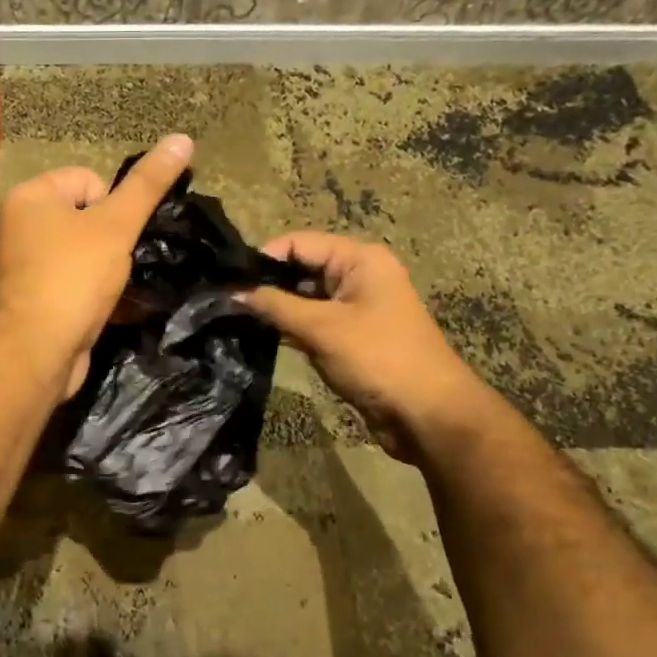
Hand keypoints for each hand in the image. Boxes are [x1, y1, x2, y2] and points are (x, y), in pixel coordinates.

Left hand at [0, 135, 193, 399]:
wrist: (37, 350)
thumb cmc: (74, 276)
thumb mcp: (117, 224)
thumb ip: (148, 185)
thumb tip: (183, 138)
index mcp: (31, 196)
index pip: (89, 180)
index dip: (113, 207)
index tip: (116, 236)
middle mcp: (22, 226)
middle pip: (88, 217)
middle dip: (113, 240)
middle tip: (120, 264)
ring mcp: (27, 265)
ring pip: (86, 253)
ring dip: (110, 269)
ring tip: (118, 288)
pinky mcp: (37, 299)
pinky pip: (77, 283)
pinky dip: (97, 293)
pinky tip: (114, 308)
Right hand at [243, 232, 489, 460]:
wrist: (428, 414)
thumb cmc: (377, 358)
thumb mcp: (321, 328)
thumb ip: (275, 306)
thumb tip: (233, 293)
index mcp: (359, 260)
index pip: (299, 243)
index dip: (264, 257)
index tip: (230, 280)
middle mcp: (359, 276)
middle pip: (302, 267)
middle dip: (268, 284)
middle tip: (228, 301)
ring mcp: (356, 307)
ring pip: (305, 297)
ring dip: (277, 308)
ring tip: (238, 318)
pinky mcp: (351, 336)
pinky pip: (314, 322)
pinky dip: (291, 328)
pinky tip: (262, 336)